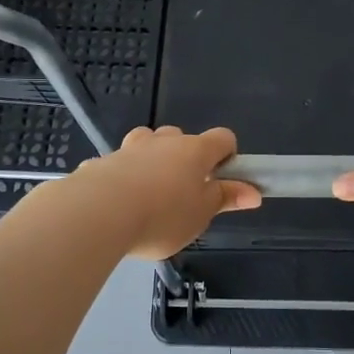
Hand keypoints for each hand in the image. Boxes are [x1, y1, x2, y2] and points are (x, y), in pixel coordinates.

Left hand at [71, 125, 261, 258]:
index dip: (227, 155)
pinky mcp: (100, 162)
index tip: (222, 179)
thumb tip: (254, 192)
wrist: (98, 213)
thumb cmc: (162, 216)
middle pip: (181, 137)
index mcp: (195, 151)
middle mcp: (163, 141)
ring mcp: (129, 149)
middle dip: (184, 158)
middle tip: (183, 193)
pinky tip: (115, 205)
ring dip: (151, 161)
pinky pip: (116, 166)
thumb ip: (225, 199)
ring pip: (146, 144)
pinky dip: (121, 178)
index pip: (223, 138)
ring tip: (148, 194)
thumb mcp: (201, 215)